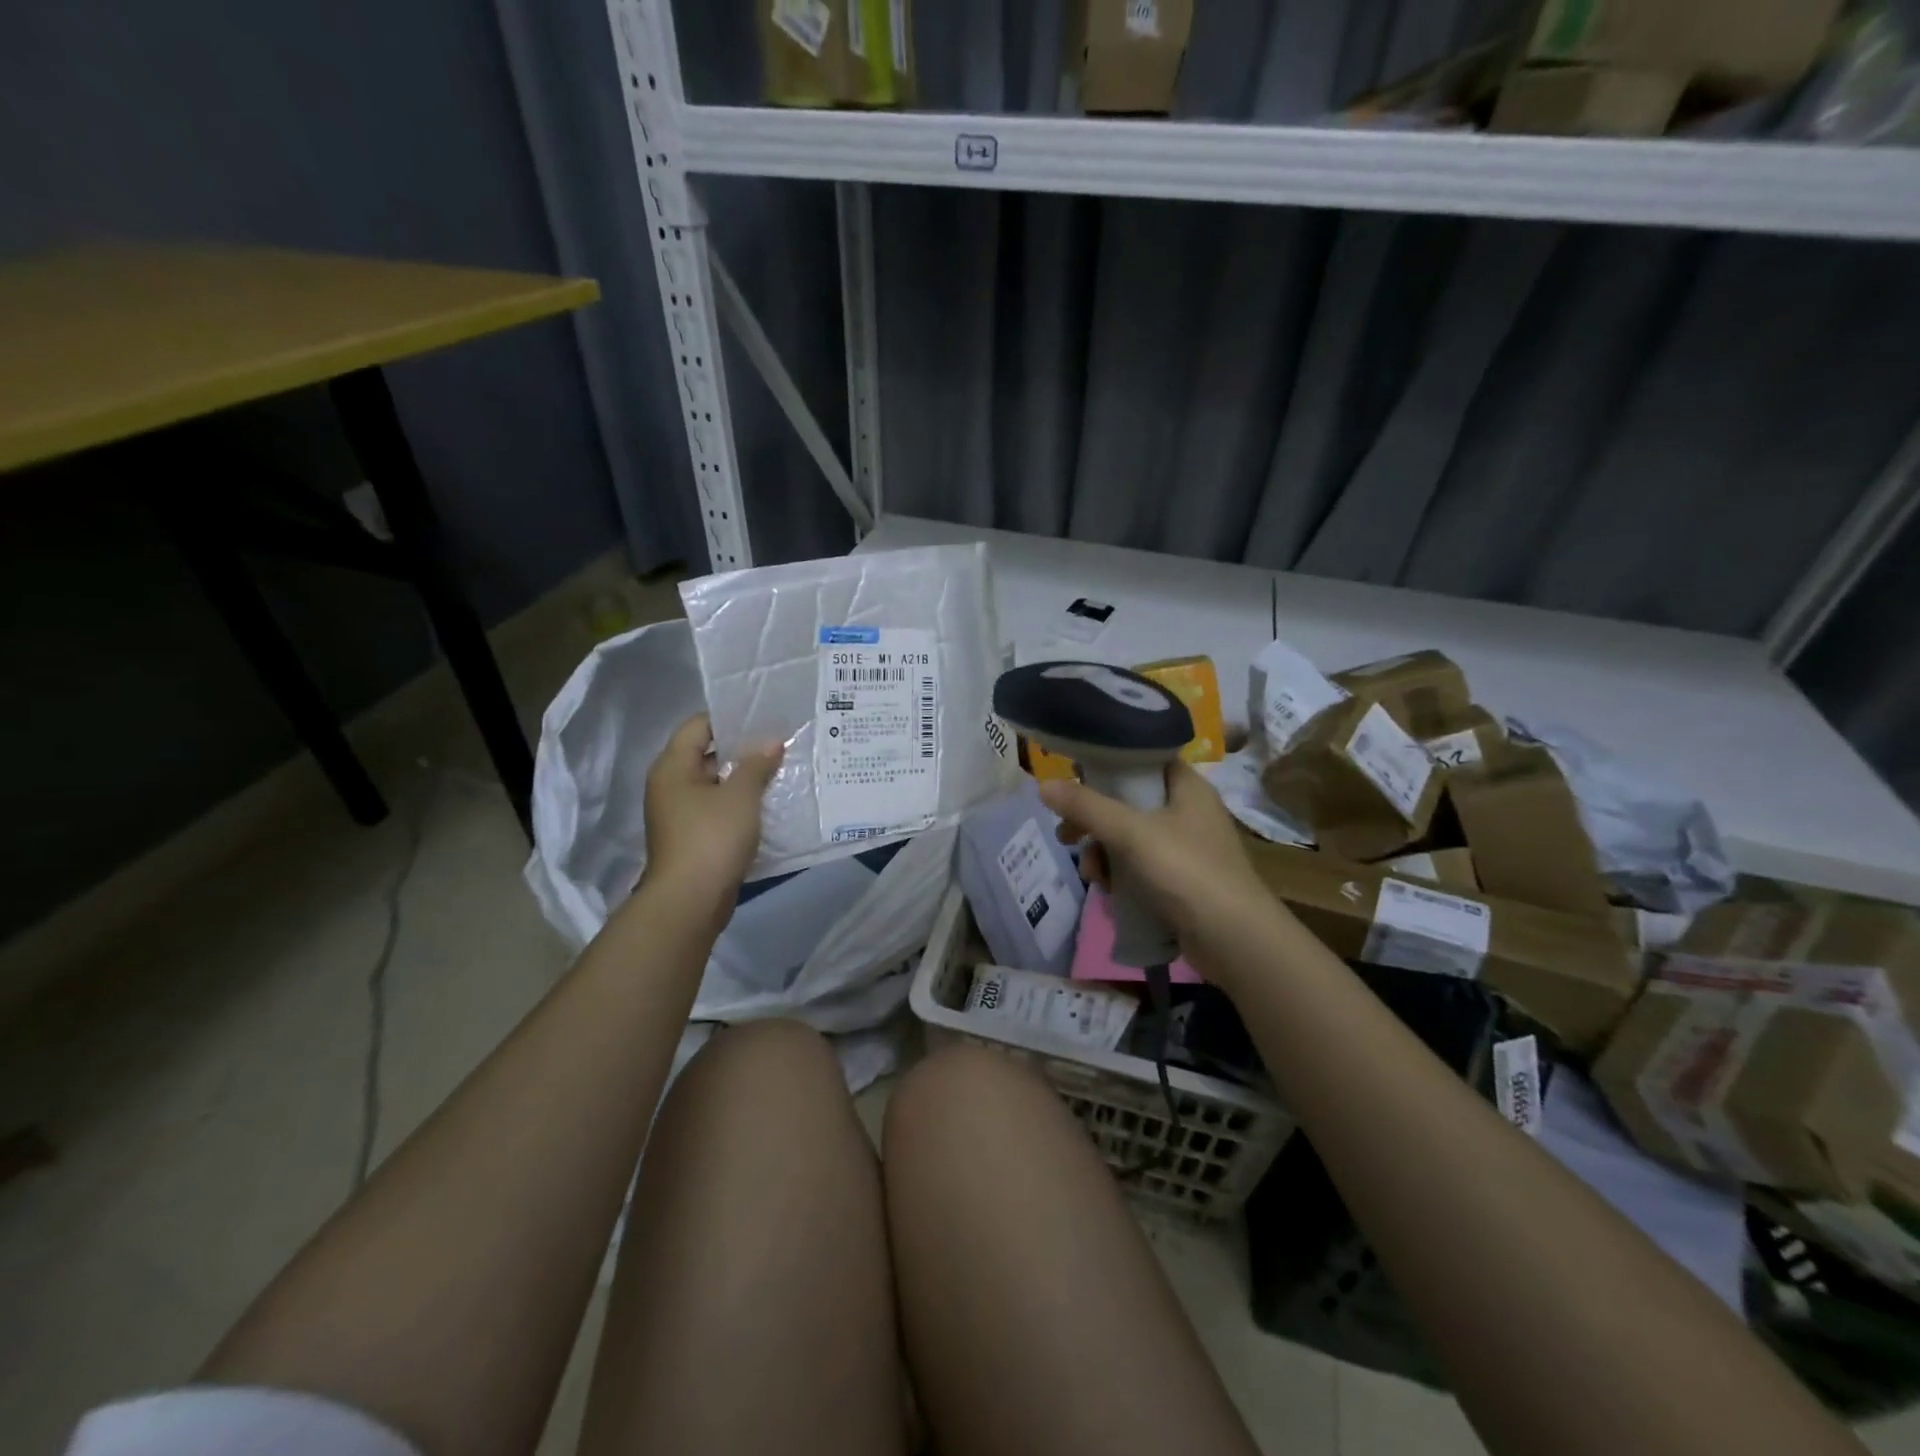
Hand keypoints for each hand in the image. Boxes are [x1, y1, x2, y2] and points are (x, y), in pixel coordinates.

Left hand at [638, 714, 783, 925]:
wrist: (690, 901)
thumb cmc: (712, 838)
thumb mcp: (740, 796)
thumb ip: (756, 765)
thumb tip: (771, 743)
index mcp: (673, 767)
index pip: (698, 725)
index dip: (730, 717)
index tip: (764, 716)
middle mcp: (671, 786)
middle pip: (708, 754)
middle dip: (743, 749)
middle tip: (780, 741)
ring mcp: (681, 814)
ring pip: (716, 784)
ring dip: (745, 778)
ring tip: (782, 768)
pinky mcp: (694, 837)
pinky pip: (720, 809)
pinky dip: (742, 804)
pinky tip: (771, 802)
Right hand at [1039, 761, 1281, 969]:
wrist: (1234, 940)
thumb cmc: (1186, 871)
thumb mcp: (1132, 833)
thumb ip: (1087, 807)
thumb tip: (1043, 785)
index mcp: (1187, 787)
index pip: (1143, 758)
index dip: (1107, 764)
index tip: (1073, 778)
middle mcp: (1188, 811)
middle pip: (1128, 801)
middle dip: (1094, 820)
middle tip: (1066, 833)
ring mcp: (1185, 848)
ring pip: (1129, 837)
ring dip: (1103, 852)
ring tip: (1091, 873)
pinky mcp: (1180, 880)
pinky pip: (1139, 866)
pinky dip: (1120, 875)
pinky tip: (1107, 891)